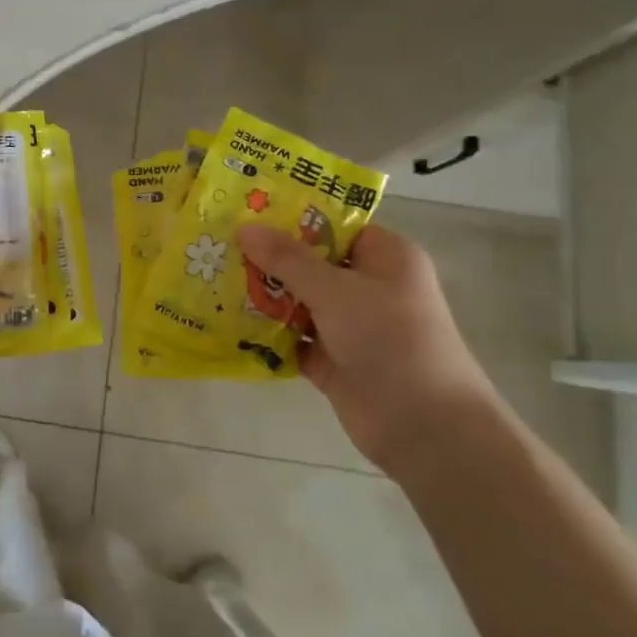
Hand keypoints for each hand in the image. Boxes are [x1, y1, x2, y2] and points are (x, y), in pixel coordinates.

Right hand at [235, 221, 499, 478]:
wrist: (426, 428)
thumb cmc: (391, 340)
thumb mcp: (336, 291)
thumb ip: (288, 259)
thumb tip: (245, 227)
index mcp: (384, 257)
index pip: (333, 224)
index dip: (291, 216)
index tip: (244, 209)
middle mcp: (367, 287)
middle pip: (309, 262)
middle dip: (266, 257)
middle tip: (216, 244)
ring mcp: (349, 325)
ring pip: (297, 300)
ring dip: (261, 295)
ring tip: (211, 279)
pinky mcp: (332, 360)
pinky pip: (291, 338)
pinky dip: (265, 333)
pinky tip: (225, 322)